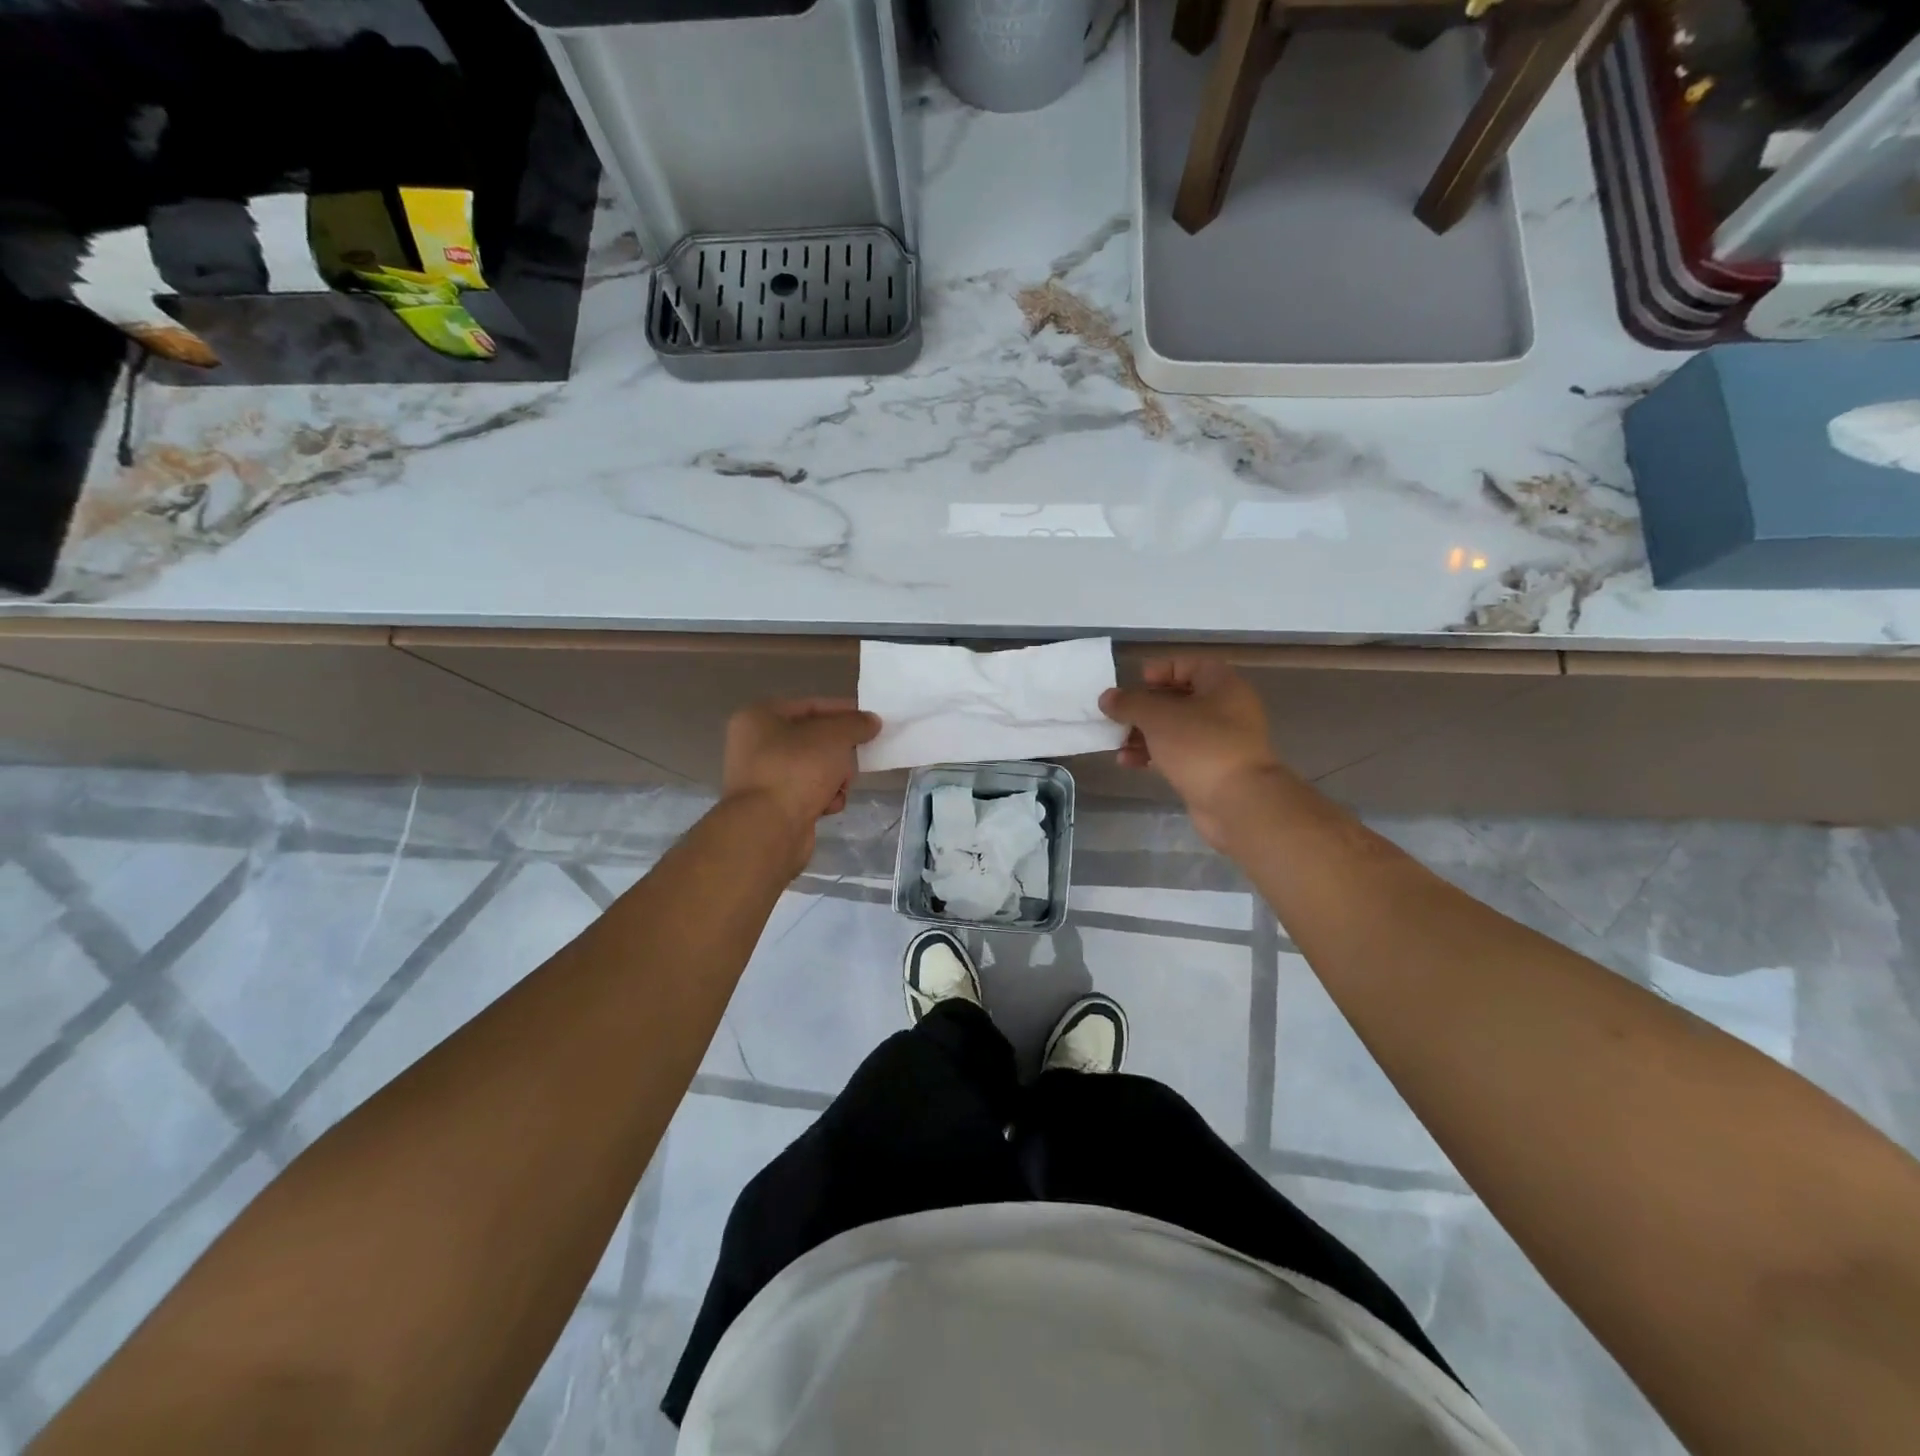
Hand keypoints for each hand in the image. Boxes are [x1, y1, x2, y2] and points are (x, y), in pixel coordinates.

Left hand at [722, 698, 881, 872]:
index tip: (871, 721)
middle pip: (813, 740)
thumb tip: (871, 721)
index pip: (810, 706)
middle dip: (839, 751)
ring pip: (813, 768)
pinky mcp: (773, 807)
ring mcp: (762, 778)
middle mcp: (755, 745)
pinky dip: (823, 798)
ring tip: (841, 786)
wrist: (768, 829)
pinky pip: (807, 793)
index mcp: (759, 717)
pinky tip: (829, 806)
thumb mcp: (833, 737)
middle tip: (860, 757)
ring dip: (835, 777)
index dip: (843, 711)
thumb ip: (855, 724)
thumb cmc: (796, 770)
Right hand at [1099, 659, 1287, 850]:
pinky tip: (1128, 762)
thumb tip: (1107, 698)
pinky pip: (1178, 754)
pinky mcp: (1212, 769)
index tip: (1136, 682)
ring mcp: (1221, 742)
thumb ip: (1129, 703)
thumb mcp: (1158, 717)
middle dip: (1144, 708)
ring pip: (1176, 729)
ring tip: (1117, 743)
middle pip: (1179, 699)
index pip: (1190, 665)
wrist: (1238, 802)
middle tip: (1118, 715)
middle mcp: (1226, 710)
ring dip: (1144, 734)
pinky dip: (1154, 754)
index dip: (1162, 670)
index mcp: (1222, 686)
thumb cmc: (1200, 746)